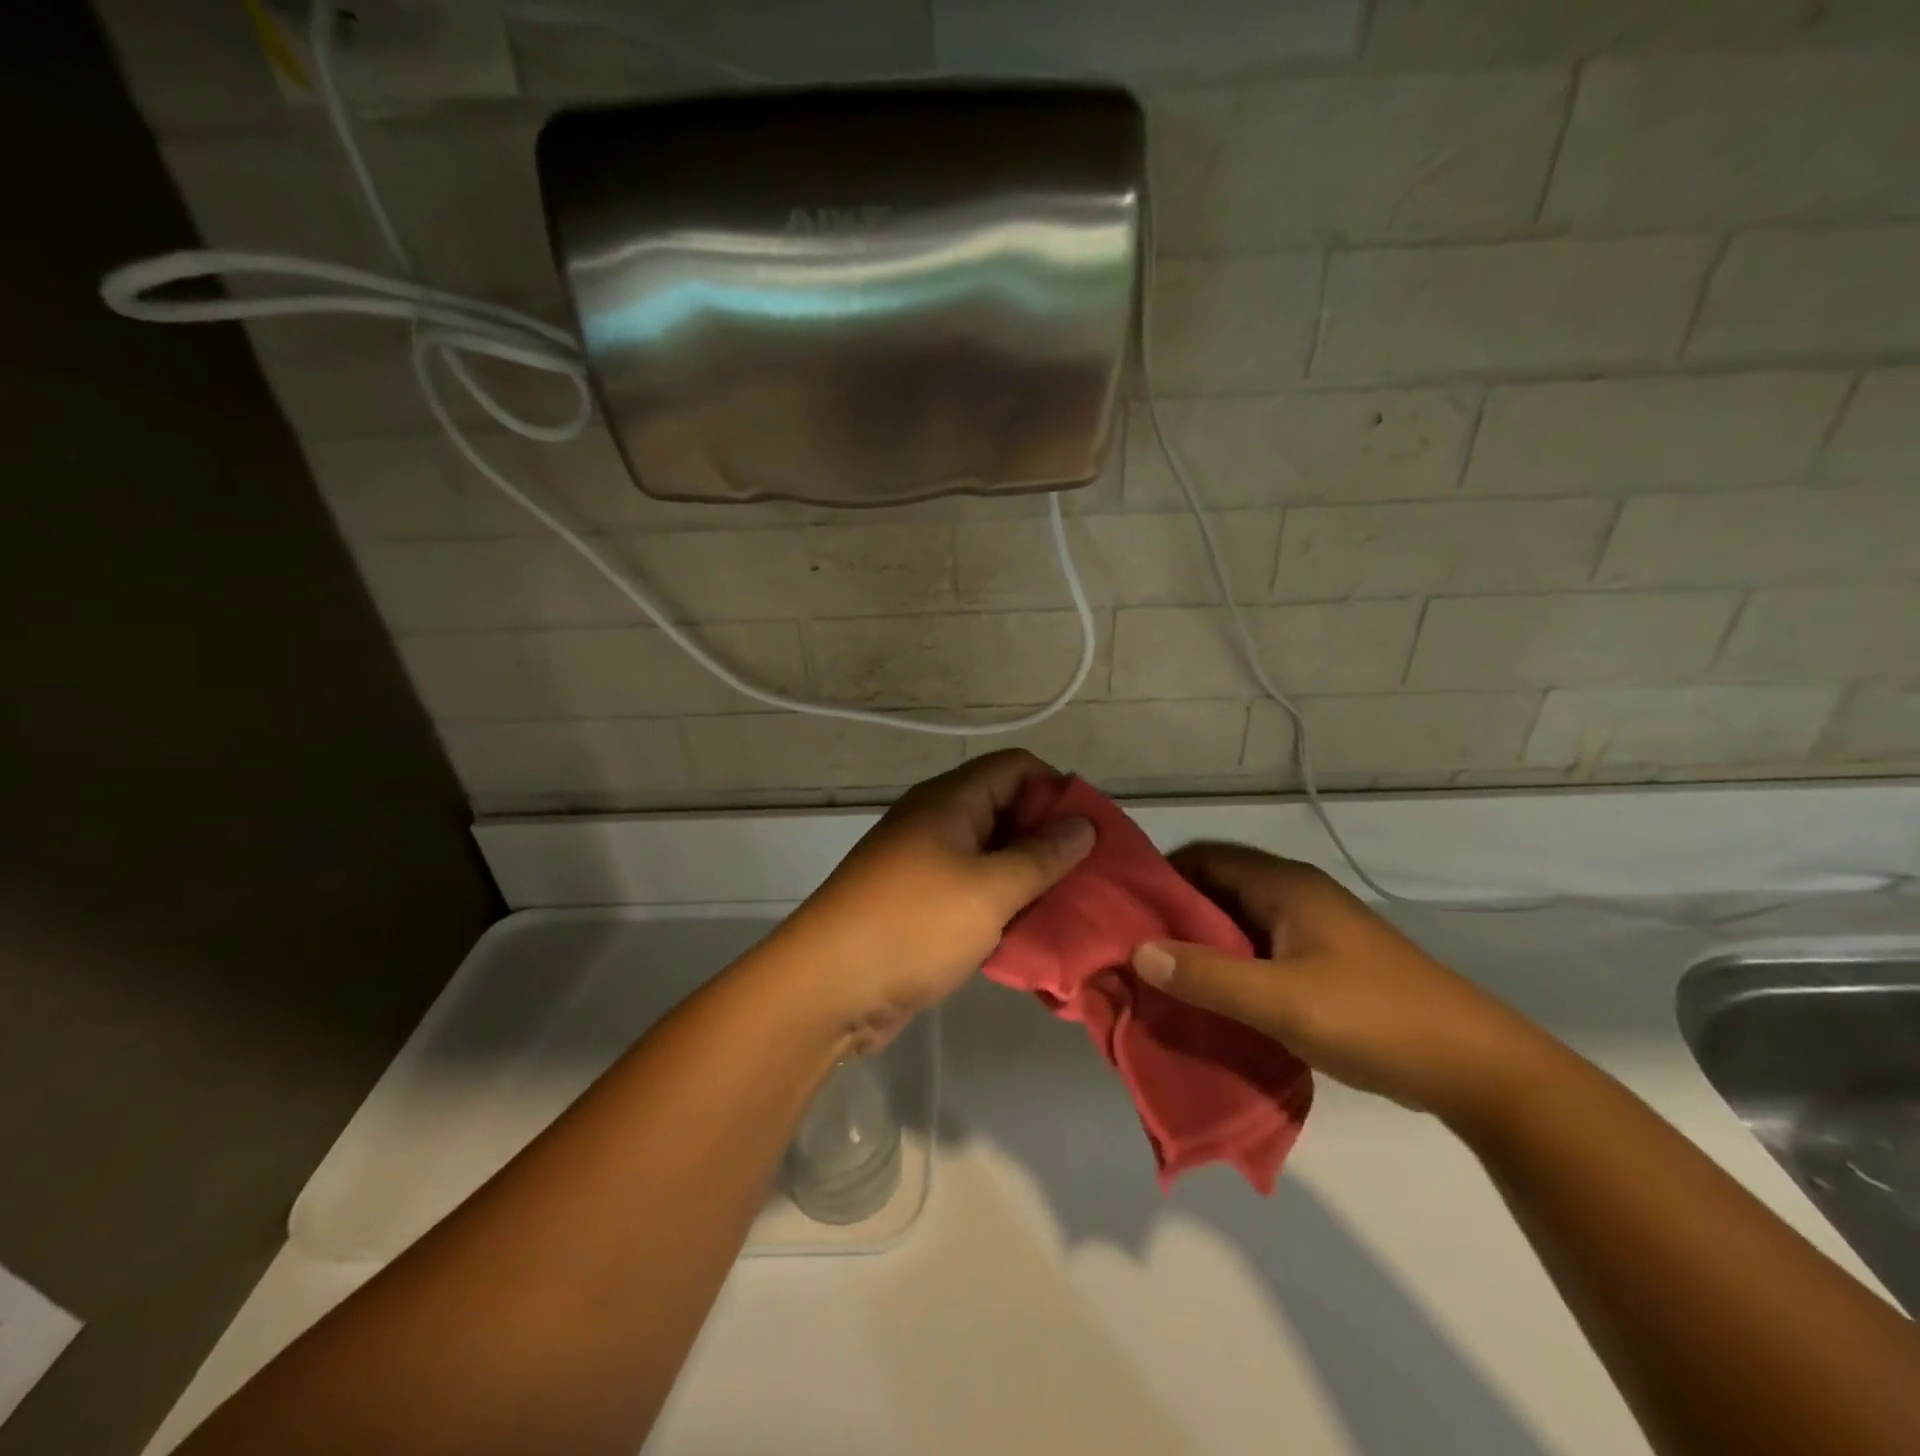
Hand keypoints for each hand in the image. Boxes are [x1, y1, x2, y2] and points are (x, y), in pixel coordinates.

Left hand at [773, 750, 1095, 1049]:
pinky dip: (1001, 903)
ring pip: (991, 854)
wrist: (828, 987)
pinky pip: (972, 889)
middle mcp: (937, 820)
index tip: (1091, 833)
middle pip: (1006, 809)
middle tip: (1090, 876)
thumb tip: (1082, 824)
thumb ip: (1042, 855)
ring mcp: (924, 862)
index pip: (1017, 767)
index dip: (1057, 790)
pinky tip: (1029, 931)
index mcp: (950, 799)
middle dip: (1050, 838)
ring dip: (1028, 876)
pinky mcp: (918, 903)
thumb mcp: (990, 889)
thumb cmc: (913, 925)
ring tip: (1070, 906)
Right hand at [1131, 843, 1547, 1119]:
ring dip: (1201, 947)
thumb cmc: (1373, 1018)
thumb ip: (1206, 976)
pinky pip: (1258, 952)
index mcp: (1285, 885)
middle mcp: (1295, 896)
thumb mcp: (1280, 1001)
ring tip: (1161, 978)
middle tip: (1134, 951)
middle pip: (1218, 889)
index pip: (1205, 857)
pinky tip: (1210, 1001)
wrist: (1476, 1068)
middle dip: (1175, 917)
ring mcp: (1312, 930)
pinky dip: (1229, 968)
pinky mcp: (1323, 963)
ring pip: (1237, 924)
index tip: (1124, 911)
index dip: (1162, 877)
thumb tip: (1138, 951)